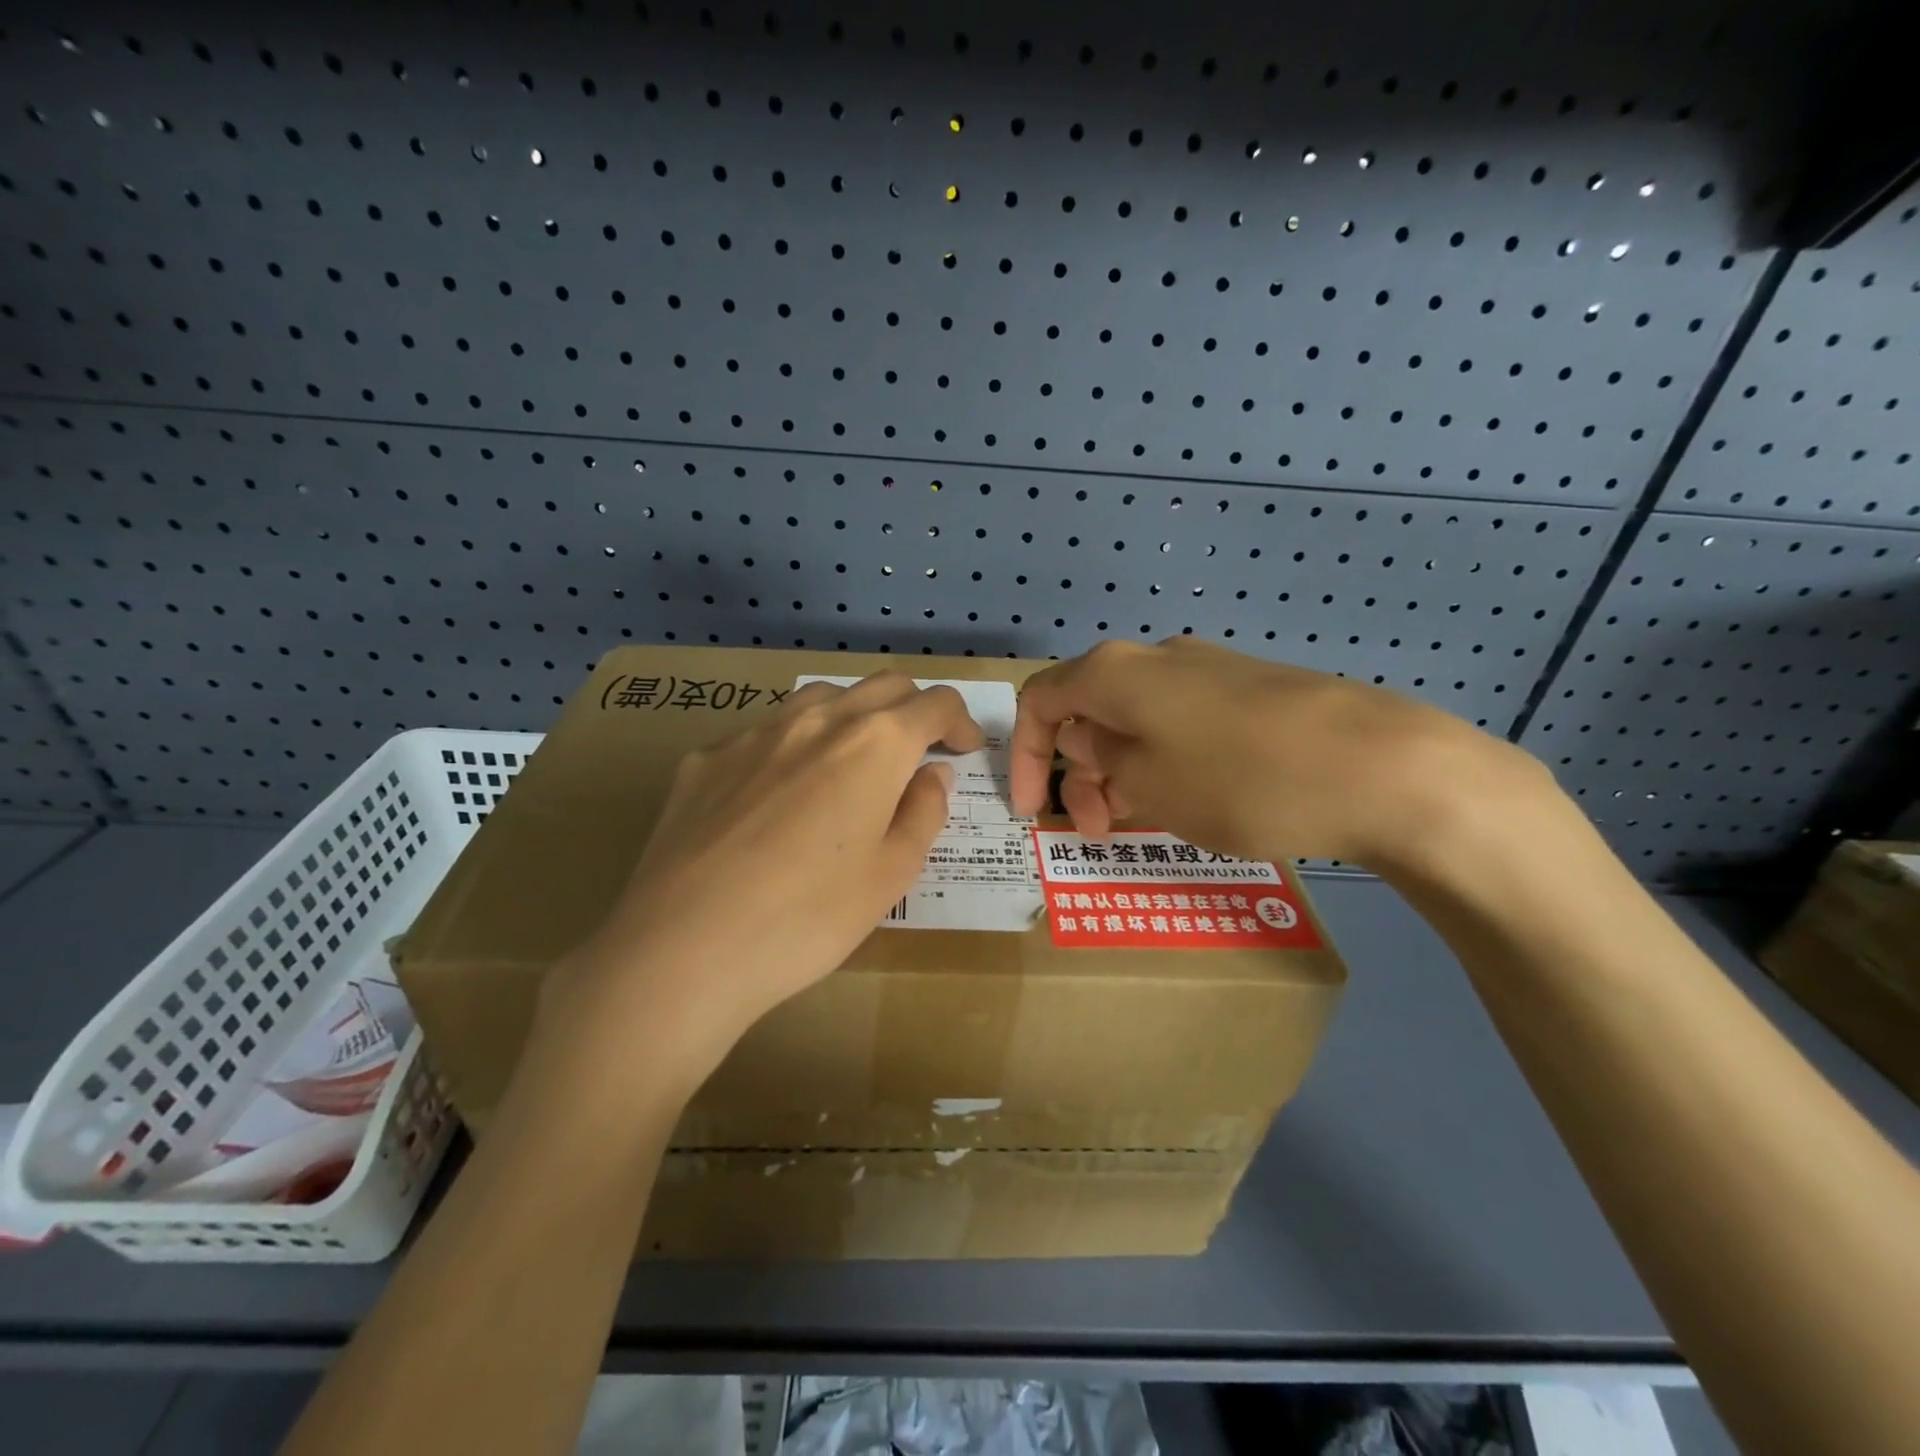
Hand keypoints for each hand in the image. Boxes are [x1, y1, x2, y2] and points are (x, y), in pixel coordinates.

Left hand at [537, 674, 983, 1086]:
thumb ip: (922, 812)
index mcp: (874, 744)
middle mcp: (817, 719)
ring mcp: (754, 732)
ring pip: (821, 696)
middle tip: (919, 752)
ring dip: (853, 715)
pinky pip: (765, 732)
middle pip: (883, 686)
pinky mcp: (707, 757)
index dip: (960, 722)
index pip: (935, 704)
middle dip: (913, 709)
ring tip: (852, 761)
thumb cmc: (808, 918)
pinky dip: (793, 745)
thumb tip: (931, 773)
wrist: (684, 948)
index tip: (965, 749)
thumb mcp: (891, 875)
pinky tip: (778, 795)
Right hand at [1010, 638, 1538, 872]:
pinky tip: (1191, 801)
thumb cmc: (1241, 779)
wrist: (1384, 767)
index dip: (1023, 756)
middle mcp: (1159, 659)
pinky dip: (1165, 762)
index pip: (1041, 701)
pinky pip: (1184, 725)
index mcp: (1118, 673)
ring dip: (1122, 772)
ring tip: (1143, 823)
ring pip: (1138, 721)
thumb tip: (1089, 742)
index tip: (1034, 812)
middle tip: (1098, 830)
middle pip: (1091, 711)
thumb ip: (1100, 762)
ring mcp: (1211, 671)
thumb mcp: (1148, 784)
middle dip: (1079, 772)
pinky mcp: (1254, 692)